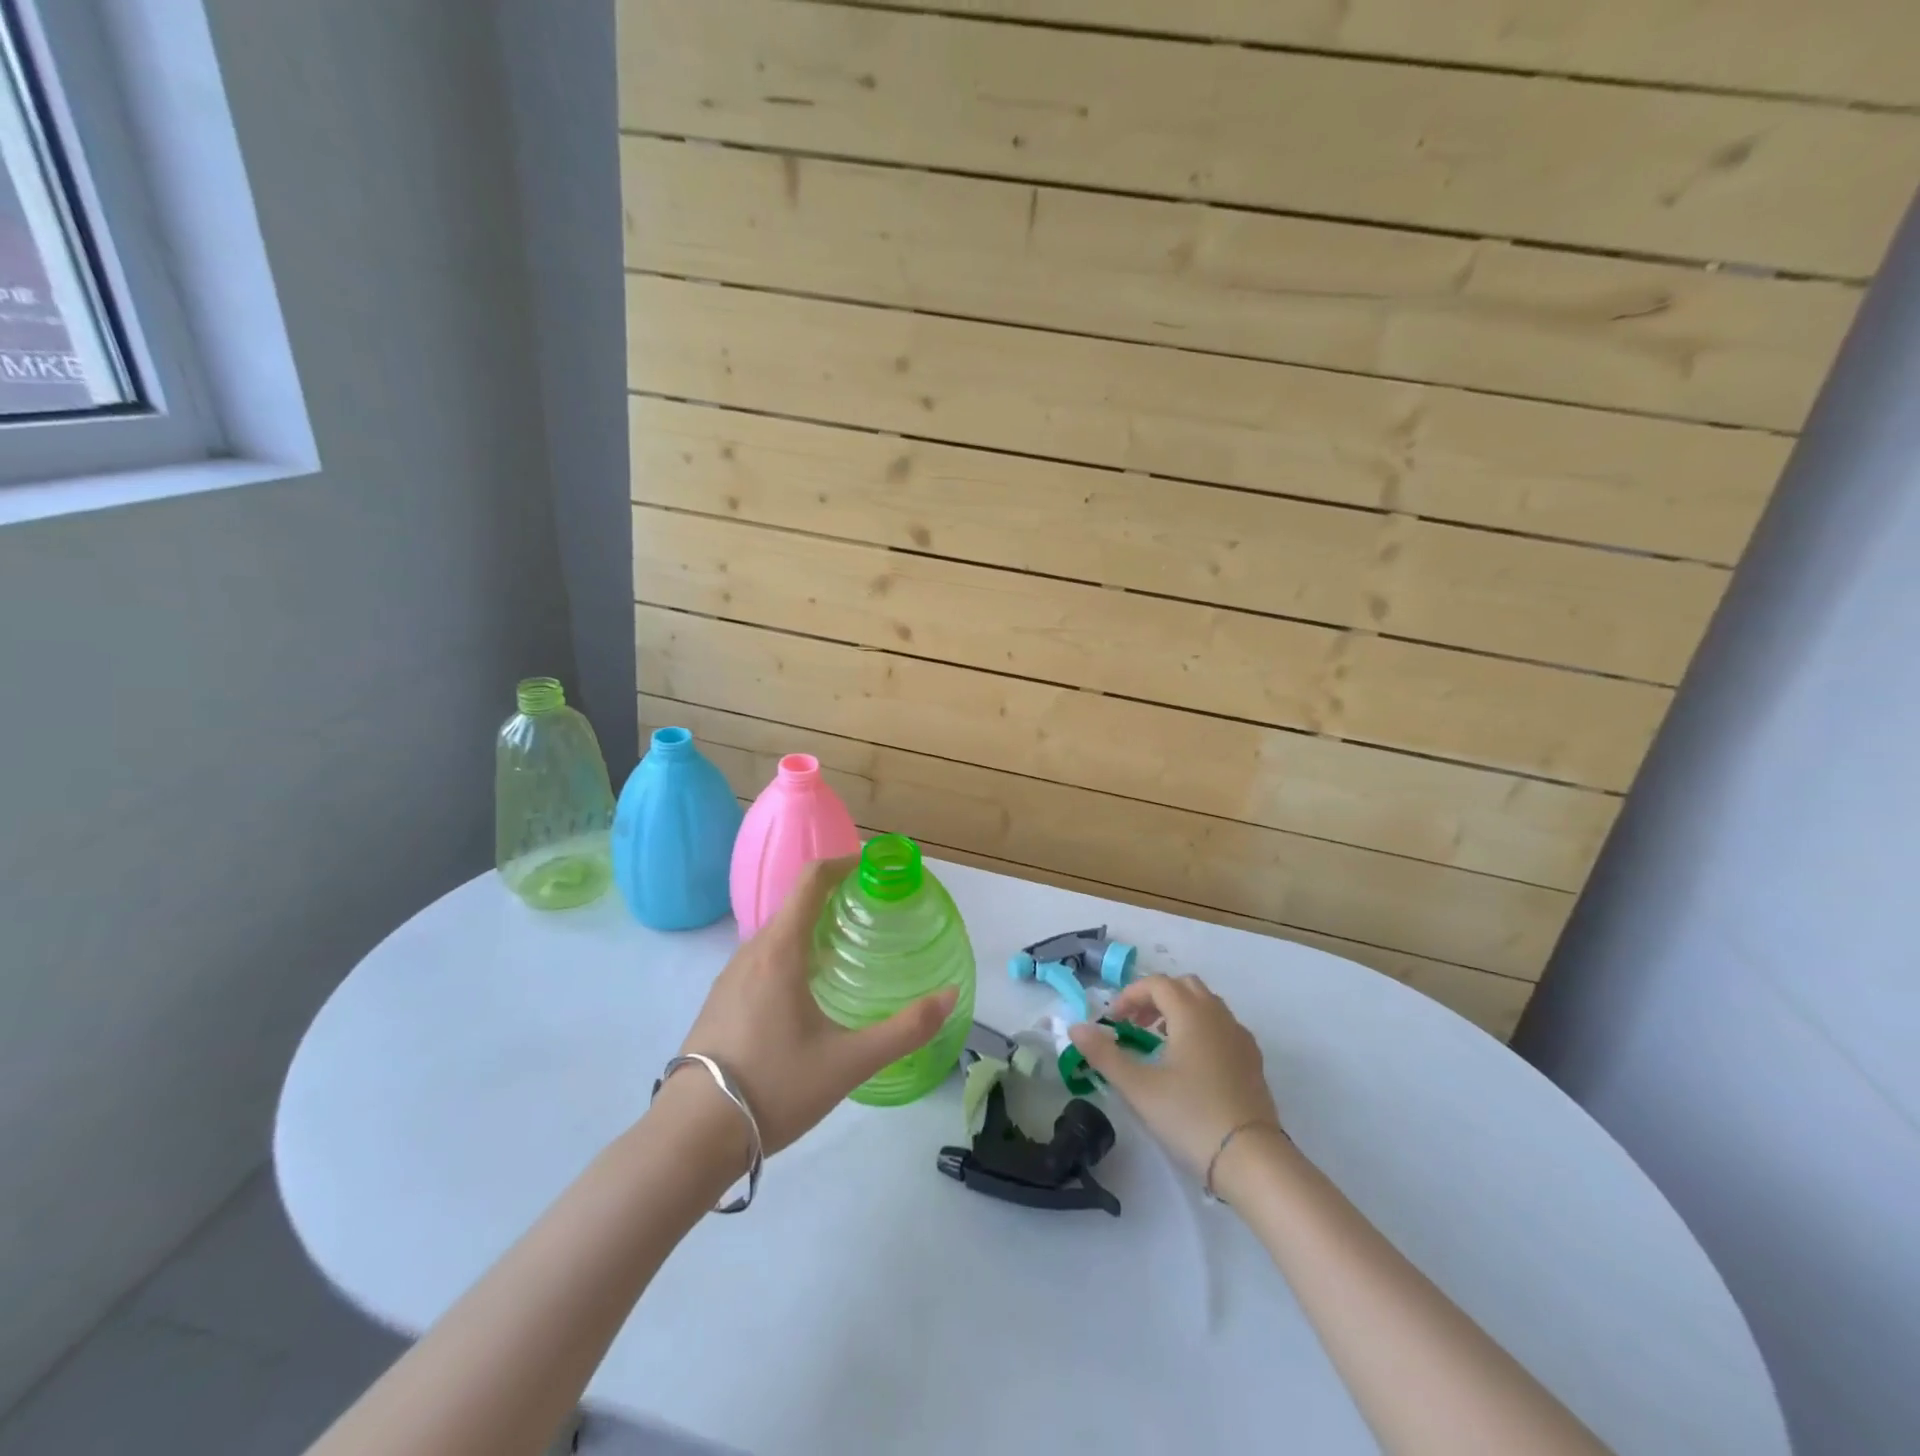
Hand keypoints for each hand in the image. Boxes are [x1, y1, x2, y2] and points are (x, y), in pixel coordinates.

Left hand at [671, 857, 957, 1155]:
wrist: (691, 1137)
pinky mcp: (719, 1002)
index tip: (875, 869)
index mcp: (780, 951)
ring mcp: (730, 977)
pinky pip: (762, 960)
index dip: (844, 863)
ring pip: (777, 935)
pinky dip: (792, 954)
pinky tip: (808, 994)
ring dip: (812, 928)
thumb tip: (951, 995)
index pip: (811, 881)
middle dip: (835, 899)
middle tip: (874, 916)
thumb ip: (905, 1029)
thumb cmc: (774, 1087)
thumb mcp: (849, 1062)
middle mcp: (751, 952)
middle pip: (795, 905)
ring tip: (847, 952)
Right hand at [1068, 974, 1280, 1178]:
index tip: (1112, 1021)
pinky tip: (1191, 1064)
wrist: (1252, 1159)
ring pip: (1205, 1004)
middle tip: (1135, 1025)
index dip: (1129, 996)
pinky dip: (1200, 1029)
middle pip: (1183, 986)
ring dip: (1178, 1011)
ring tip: (1159, 1043)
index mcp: (1190, 1013)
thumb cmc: (1190, 1116)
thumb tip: (1076, 1027)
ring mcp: (1239, 1037)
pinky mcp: (1252, 1060)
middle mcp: (1217, 1015)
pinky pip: (1222, 1026)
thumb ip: (1104, 1054)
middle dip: (1155, 998)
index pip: (1156, 984)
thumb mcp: (1138, 1087)